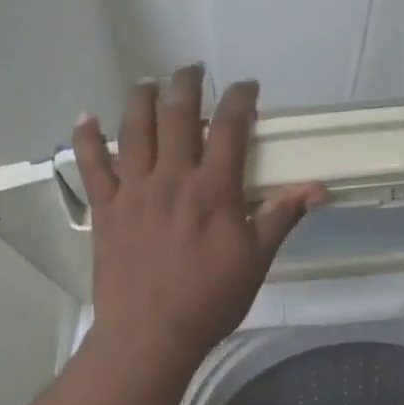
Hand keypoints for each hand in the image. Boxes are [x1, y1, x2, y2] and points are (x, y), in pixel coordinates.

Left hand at [73, 66, 326, 365]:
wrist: (151, 334)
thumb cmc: (210, 299)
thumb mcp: (256, 260)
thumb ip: (281, 217)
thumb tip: (316, 189)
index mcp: (214, 189)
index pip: (230, 127)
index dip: (240, 99)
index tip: (247, 86)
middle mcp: (172, 178)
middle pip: (178, 114)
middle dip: (187, 84)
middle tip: (193, 70)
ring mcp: (134, 190)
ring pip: (135, 129)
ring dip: (142, 98)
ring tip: (149, 82)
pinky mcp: (106, 208)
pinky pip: (92, 164)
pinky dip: (87, 137)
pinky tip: (87, 116)